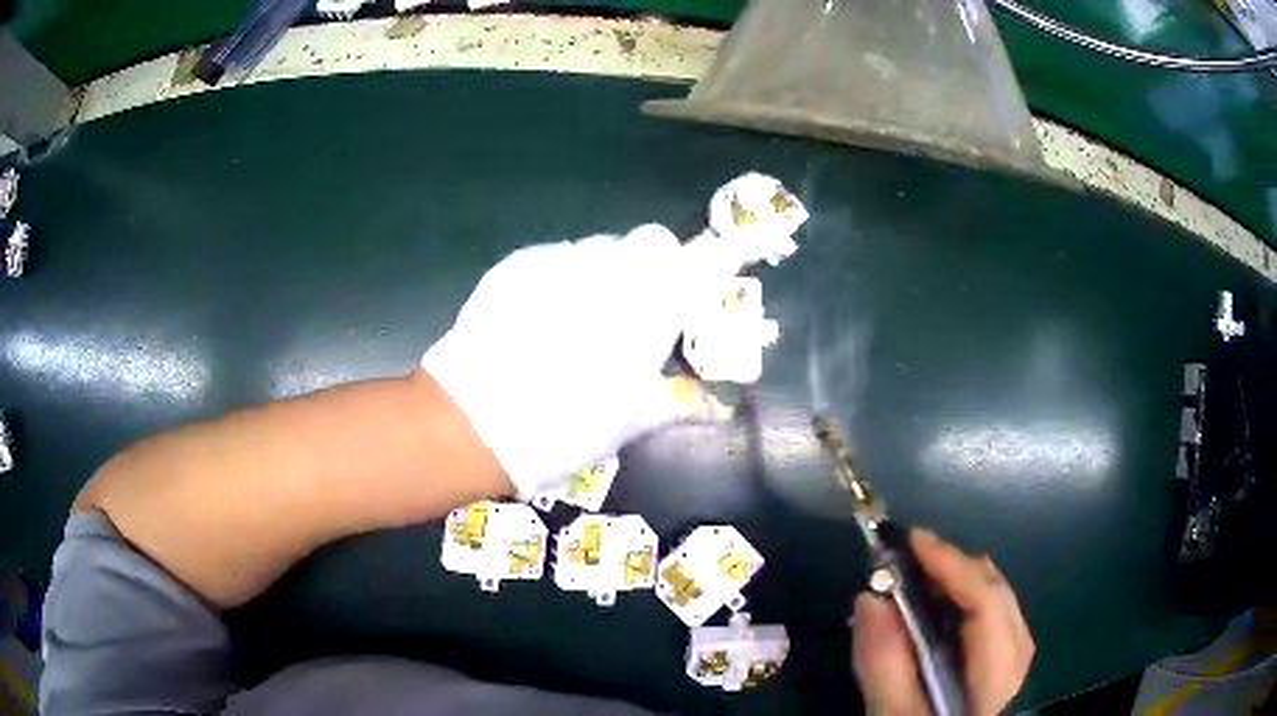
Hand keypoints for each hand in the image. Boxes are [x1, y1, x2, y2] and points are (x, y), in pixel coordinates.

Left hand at [422, 225, 731, 497]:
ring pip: (602, 248)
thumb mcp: (632, 422)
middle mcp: (614, 267)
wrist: (475, 421)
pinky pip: (557, 257)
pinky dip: (562, 278)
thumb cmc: (568, 427)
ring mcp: (563, 258)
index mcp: (655, 303)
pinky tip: (539, 317)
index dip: (714, 264)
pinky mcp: (519, 262)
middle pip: (652, 242)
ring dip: (606, 273)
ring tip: (580, 319)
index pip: (706, 258)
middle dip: (654, 268)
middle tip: (637, 313)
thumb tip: (709, 402)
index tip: (708, 282)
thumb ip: (676, 398)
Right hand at [852, 530, 1033, 715]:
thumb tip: (870, 597)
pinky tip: (945, 613)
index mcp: (994, 684)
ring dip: (967, 586)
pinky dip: (970, 608)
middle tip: (913, 556)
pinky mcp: (1004, 678)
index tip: (911, 541)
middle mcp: (1016, 670)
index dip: (953, 567)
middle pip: (1002, 602)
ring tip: (927, 575)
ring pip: (1004, 612)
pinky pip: (997, 628)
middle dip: (960, 570)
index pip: (986, 609)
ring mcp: (1015, 673)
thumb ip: (884, 665)